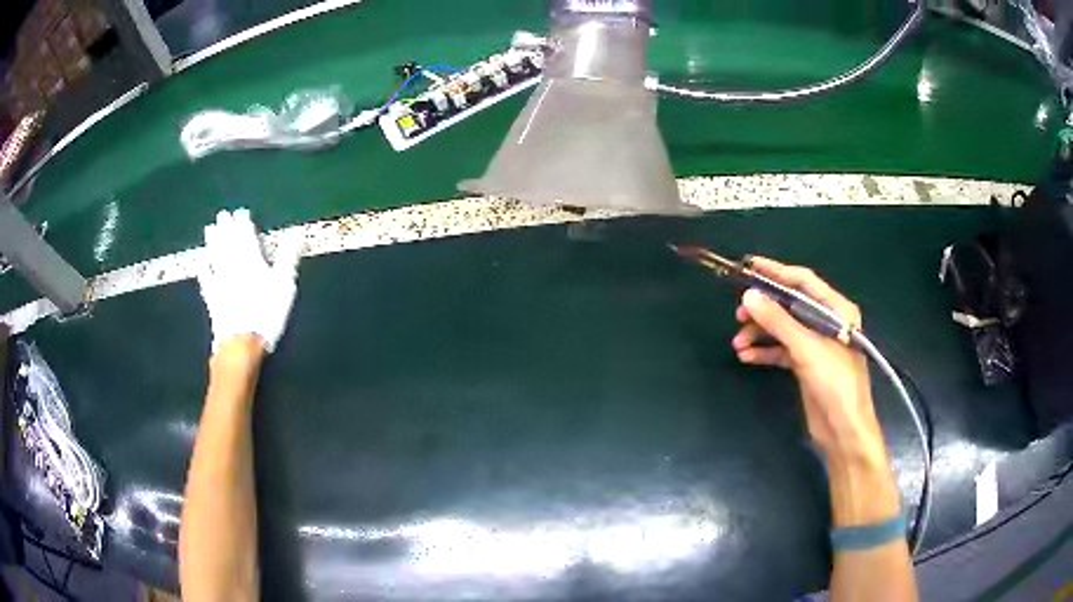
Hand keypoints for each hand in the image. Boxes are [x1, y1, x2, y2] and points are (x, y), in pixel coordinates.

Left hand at [197, 209, 301, 353]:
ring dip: (212, 242)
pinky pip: (206, 280)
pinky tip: (201, 262)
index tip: (241, 212)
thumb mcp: (285, 284)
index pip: (246, 236)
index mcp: (251, 260)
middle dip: (225, 228)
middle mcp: (233, 266)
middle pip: (228, 243)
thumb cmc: (266, 313)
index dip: (243, 223)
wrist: (241, 342)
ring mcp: (220, 282)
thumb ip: (288, 257)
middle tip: (222, 215)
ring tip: (209, 229)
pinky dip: (203, 270)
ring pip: (215, 256)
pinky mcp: (213, 299)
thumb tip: (295, 232)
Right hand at [731, 257, 885, 462]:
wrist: (843, 428)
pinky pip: (782, 350)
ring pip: (783, 329)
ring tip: (738, 343)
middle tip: (739, 314)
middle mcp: (826, 322)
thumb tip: (748, 295)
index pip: (803, 281)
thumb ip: (778, 321)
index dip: (776, 272)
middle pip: (790, 305)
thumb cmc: (834, 382)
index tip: (749, 266)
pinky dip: (765, 351)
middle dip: (764, 309)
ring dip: (760, 333)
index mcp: (835, 309)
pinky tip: (747, 357)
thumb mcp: (806, 348)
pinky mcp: (807, 364)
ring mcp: (816, 344)